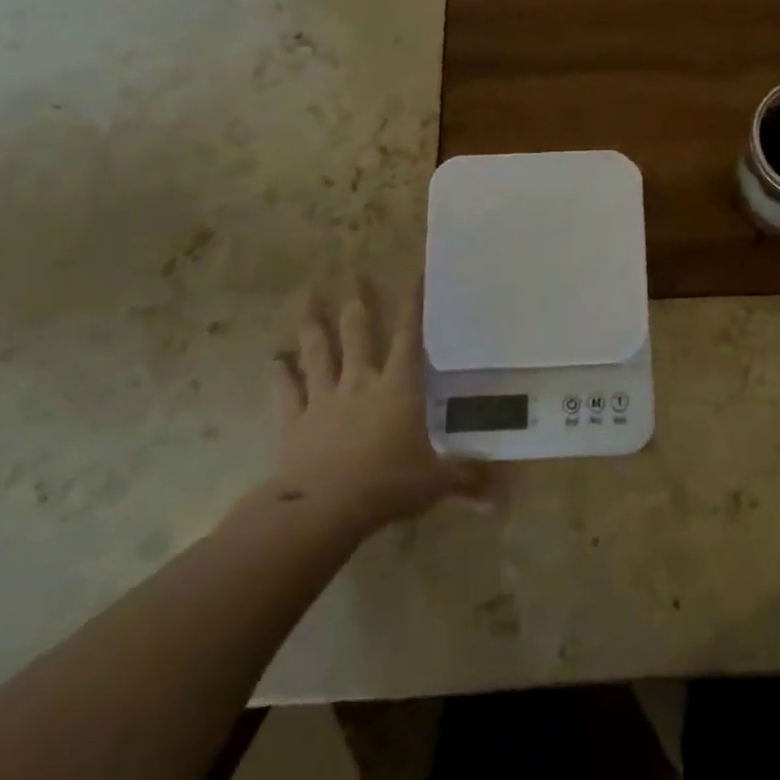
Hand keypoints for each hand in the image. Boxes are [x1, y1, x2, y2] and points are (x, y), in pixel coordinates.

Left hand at [264, 281, 492, 538]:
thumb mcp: (435, 482)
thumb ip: (467, 478)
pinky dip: (279, 374)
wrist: (323, 508)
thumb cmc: (387, 485)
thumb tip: (505, 493)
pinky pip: (286, 391)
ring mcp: (324, 399)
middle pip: (357, 332)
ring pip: (317, 352)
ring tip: (308, 300)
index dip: (413, 304)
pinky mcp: (294, 421)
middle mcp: (360, 382)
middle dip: (357, 300)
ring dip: (313, 326)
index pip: (409, 336)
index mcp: (398, 388)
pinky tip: (274, 360)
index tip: (414, 273)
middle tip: (353, 271)